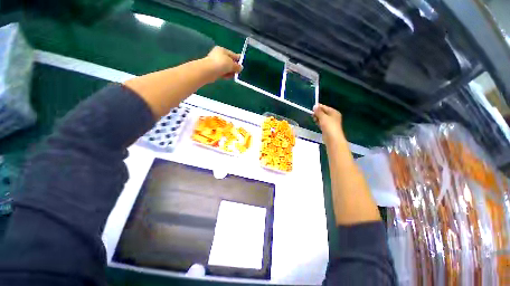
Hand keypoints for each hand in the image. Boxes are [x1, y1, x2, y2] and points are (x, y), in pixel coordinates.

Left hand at [204, 46, 242, 80]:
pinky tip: (228, 77)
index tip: (243, 63)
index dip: (238, 59)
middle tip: (239, 71)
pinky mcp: (214, 71)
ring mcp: (216, 63)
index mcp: (222, 50)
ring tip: (234, 75)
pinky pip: (223, 72)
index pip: (233, 54)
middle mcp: (219, 55)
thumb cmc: (221, 64)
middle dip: (234, 66)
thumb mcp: (231, 64)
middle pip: (229, 61)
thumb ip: (237, 66)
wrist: (209, 71)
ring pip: (226, 68)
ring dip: (230, 72)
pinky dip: (226, 75)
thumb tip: (241, 68)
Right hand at [313, 104, 344, 143]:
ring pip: (322, 118)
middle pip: (323, 112)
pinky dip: (319, 122)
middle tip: (312, 115)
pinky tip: (316, 123)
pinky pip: (322, 123)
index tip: (312, 108)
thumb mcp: (323, 117)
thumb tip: (315, 105)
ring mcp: (330, 122)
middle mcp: (333, 116)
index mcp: (334, 112)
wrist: (332, 138)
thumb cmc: (329, 126)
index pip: (325, 107)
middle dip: (317, 113)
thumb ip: (318, 111)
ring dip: (317, 118)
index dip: (318, 107)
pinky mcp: (327, 128)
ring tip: (314, 119)